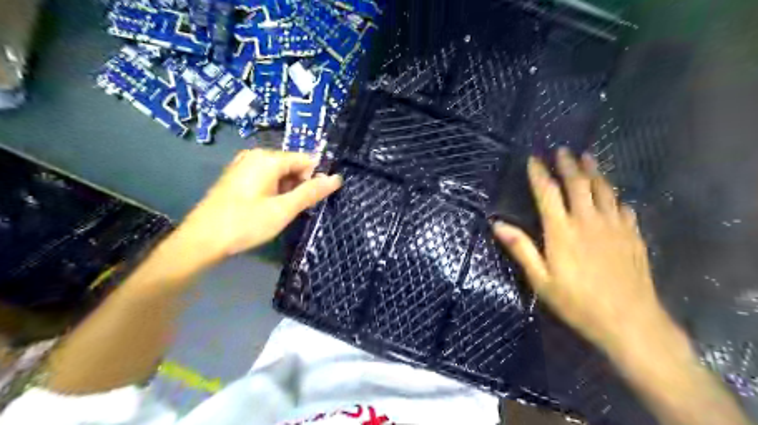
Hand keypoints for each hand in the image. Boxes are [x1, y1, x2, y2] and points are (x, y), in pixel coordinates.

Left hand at [176, 147, 341, 261]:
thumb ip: (311, 192)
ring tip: (280, 212)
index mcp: (267, 159)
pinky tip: (267, 209)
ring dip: (287, 191)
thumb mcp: (284, 209)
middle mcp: (255, 156)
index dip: (313, 179)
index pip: (305, 160)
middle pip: (292, 165)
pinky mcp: (237, 177)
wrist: (202, 240)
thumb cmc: (246, 223)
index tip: (311, 202)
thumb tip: (337, 178)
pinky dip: (273, 191)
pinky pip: (265, 178)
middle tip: (294, 210)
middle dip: (299, 185)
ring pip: (279, 173)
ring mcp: (243, 165)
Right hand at [491, 149, 663, 351]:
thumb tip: (497, 225)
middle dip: (568, 165)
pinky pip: (624, 208)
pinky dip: (616, 197)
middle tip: (562, 150)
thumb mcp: (541, 279)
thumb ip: (521, 248)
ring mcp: (614, 226)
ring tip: (588, 157)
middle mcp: (588, 221)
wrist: (629, 321)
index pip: (548, 193)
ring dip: (594, 171)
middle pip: (578, 184)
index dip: (539, 174)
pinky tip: (615, 196)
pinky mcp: (633, 236)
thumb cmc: (577, 302)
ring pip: (604, 190)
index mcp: (562, 230)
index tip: (534, 159)